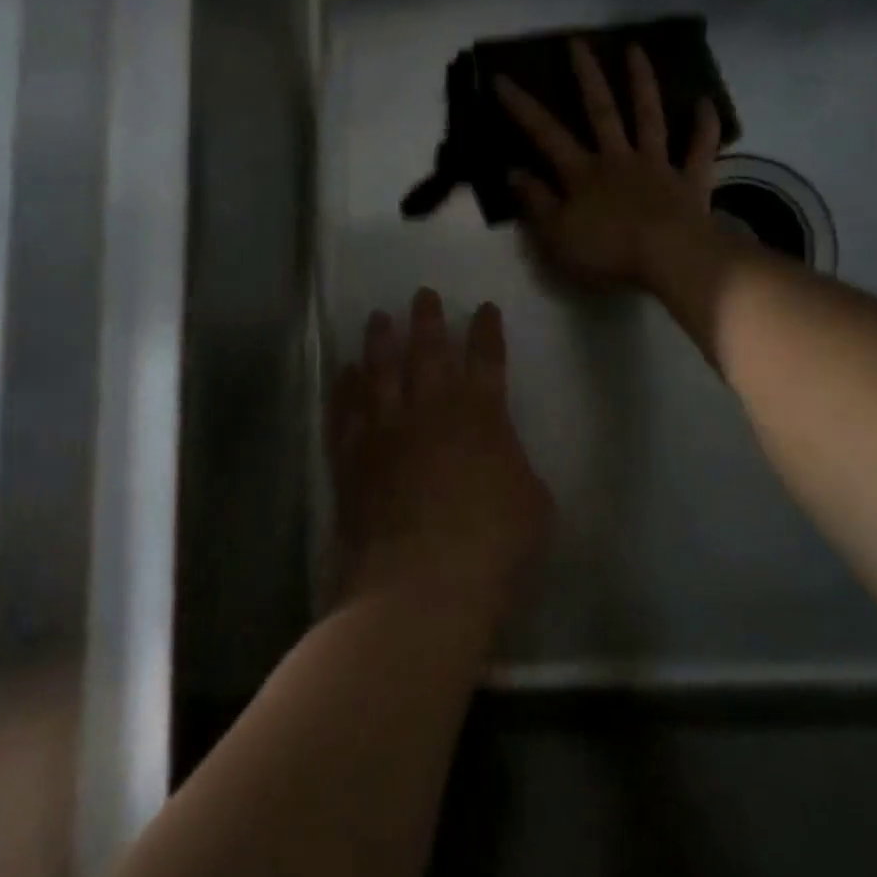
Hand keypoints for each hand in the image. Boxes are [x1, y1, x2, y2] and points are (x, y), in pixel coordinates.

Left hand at [330, 290, 553, 625]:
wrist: (423, 582)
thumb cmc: (493, 545)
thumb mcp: (533, 504)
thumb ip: (515, 469)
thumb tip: (500, 461)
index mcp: (481, 415)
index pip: (488, 360)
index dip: (488, 332)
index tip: (485, 308)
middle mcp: (430, 410)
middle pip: (428, 352)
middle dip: (428, 320)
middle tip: (423, 294)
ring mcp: (386, 430)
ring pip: (380, 372)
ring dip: (380, 342)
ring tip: (378, 318)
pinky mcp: (353, 457)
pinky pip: (346, 411)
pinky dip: (344, 388)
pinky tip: (343, 373)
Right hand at [496, 40, 722, 289]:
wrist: (670, 259)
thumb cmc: (607, 252)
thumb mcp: (556, 234)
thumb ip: (535, 201)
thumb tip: (512, 171)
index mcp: (582, 173)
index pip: (545, 133)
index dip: (522, 107)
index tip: (501, 77)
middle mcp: (618, 158)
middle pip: (600, 110)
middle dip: (586, 75)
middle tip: (577, 42)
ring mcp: (657, 166)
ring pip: (649, 117)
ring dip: (642, 83)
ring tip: (635, 49)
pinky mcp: (690, 181)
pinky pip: (699, 149)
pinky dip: (704, 126)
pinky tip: (705, 101)